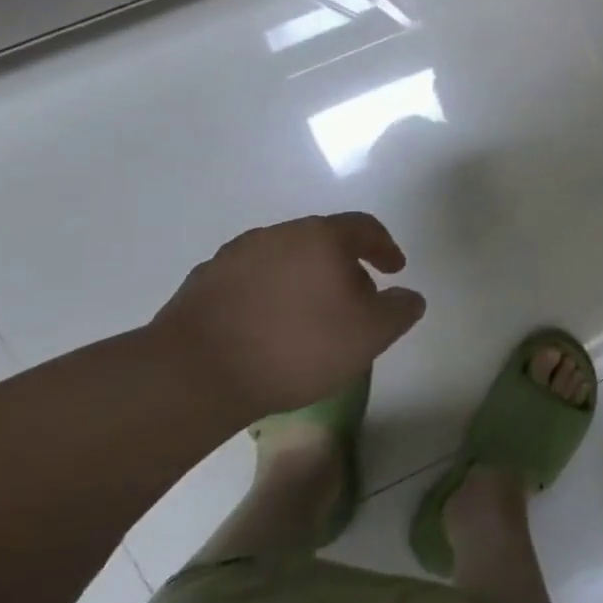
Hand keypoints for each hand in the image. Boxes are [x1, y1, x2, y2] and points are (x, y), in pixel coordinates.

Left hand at [148, 213, 425, 418]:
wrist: (194, 374)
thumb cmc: (297, 346)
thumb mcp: (372, 334)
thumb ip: (401, 310)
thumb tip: (408, 296)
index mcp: (321, 237)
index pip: (364, 227)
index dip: (385, 247)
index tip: (395, 269)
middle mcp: (278, 235)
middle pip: (323, 241)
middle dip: (344, 266)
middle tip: (356, 299)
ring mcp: (234, 257)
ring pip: (284, 260)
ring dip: (304, 280)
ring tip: (310, 317)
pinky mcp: (201, 284)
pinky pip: (250, 281)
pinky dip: (269, 295)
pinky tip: (269, 328)